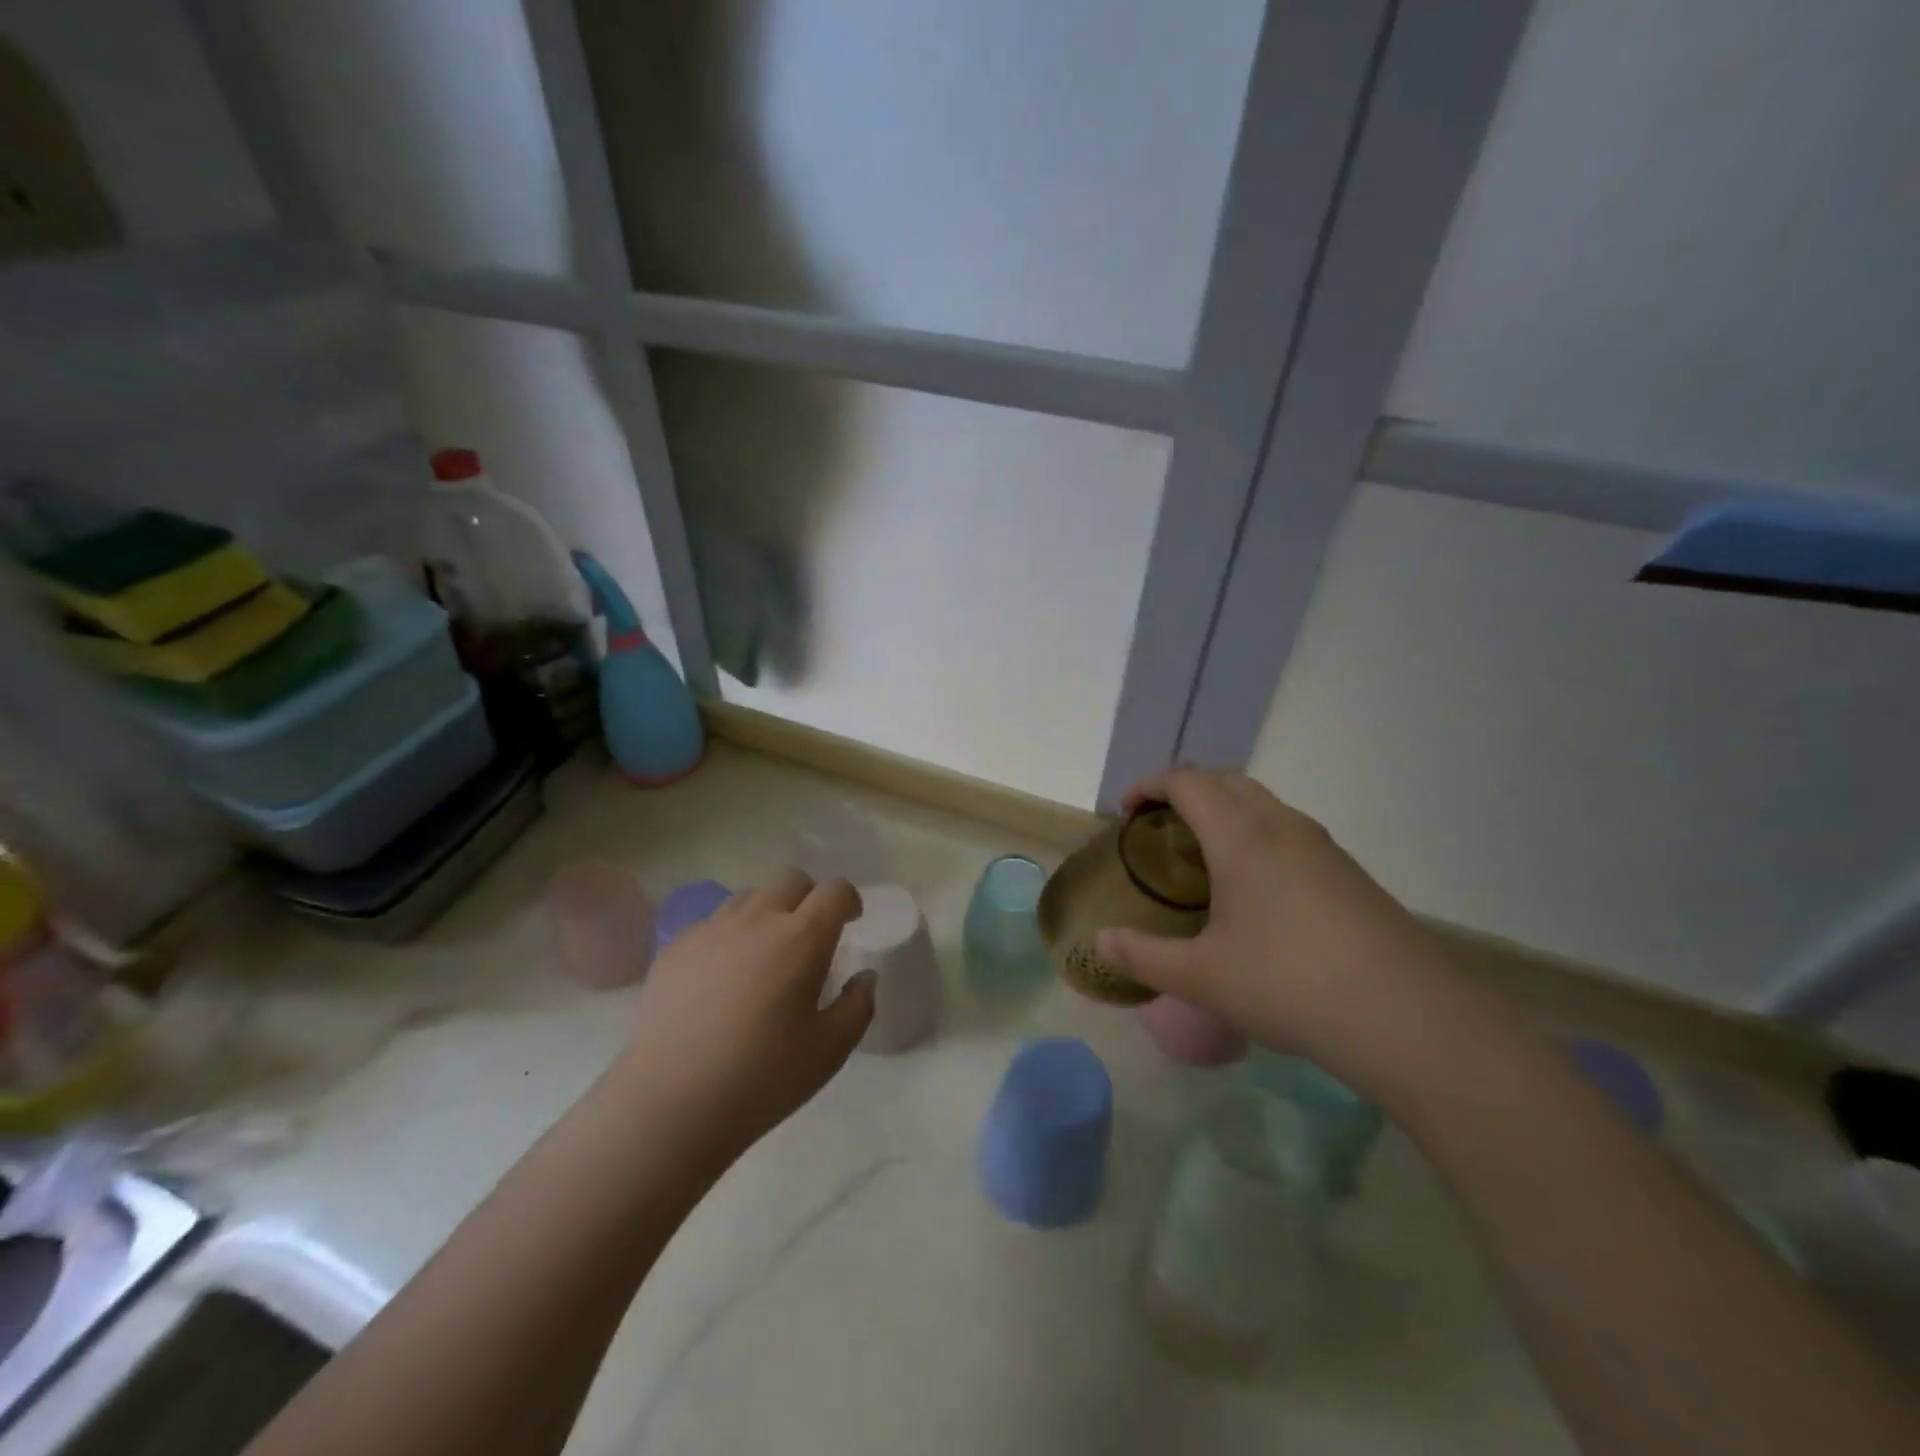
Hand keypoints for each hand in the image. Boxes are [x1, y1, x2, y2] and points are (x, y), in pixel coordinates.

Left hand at [616, 869, 873, 1161]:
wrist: (670, 1102)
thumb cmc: (762, 1077)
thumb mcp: (830, 1050)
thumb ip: (858, 1005)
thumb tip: (864, 977)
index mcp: (801, 938)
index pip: (835, 890)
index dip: (848, 899)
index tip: (851, 922)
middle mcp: (757, 919)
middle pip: (791, 880)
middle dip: (809, 898)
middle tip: (809, 938)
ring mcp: (711, 929)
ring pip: (749, 898)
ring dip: (767, 914)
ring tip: (763, 957)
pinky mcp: (675, 948)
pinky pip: (711, 923)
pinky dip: (727, 937)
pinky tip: (721, 979)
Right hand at [1096, 769, 1448, 1076]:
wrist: (1407, 1018)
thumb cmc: (1288, 984)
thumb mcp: (1201, 977)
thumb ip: (1143, 955)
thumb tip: (1100, 943)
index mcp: (1241, 835)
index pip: (1187, 781)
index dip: (1149, 786)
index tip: (1126, 812)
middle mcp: (1282, 826)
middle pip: (1226, 781)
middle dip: (1186, 792)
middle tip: (1159, 830)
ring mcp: (1323, 848)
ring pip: (1263, 805)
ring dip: (1225, 813)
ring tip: (1203, 858)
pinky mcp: (1349, 874)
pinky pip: (1289, 833)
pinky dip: (1256, 837)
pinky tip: (1256, 892)